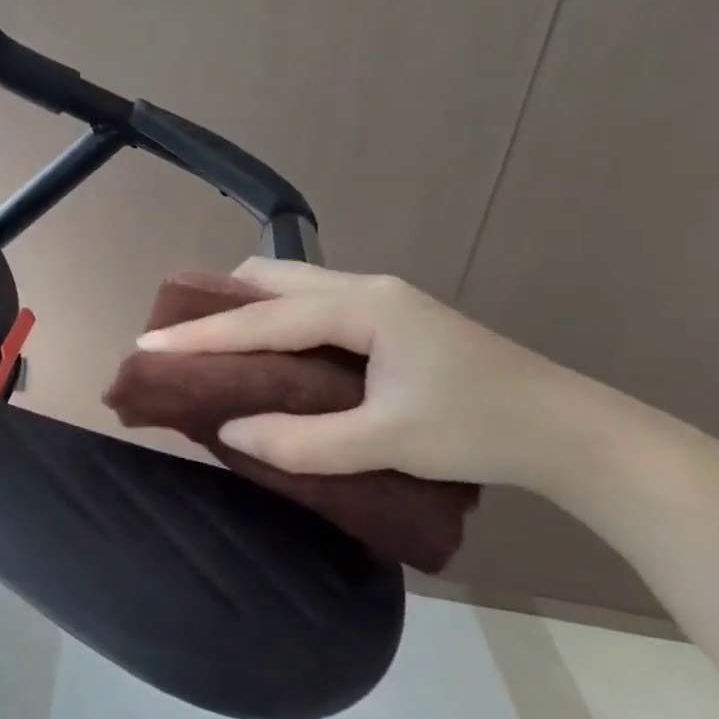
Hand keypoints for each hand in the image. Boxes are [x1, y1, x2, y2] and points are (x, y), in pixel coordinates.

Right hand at [136, 259, 586, 489]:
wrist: (570, 431)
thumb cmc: (480, 428)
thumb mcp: (387, 441)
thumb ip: (303, 441)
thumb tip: (230, 431)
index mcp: (363, 308)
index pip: (264, 316)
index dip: (202, 334)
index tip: (148, 343)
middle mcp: (366, 289)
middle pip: (272, 277)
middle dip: (219, 304)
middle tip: (181, 341)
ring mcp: (380, 301)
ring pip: (292, 286)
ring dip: (247, 310)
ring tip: (215, 348)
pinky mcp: (389, 320)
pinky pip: (311, 305)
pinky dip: (275, 321)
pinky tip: (270, 355)